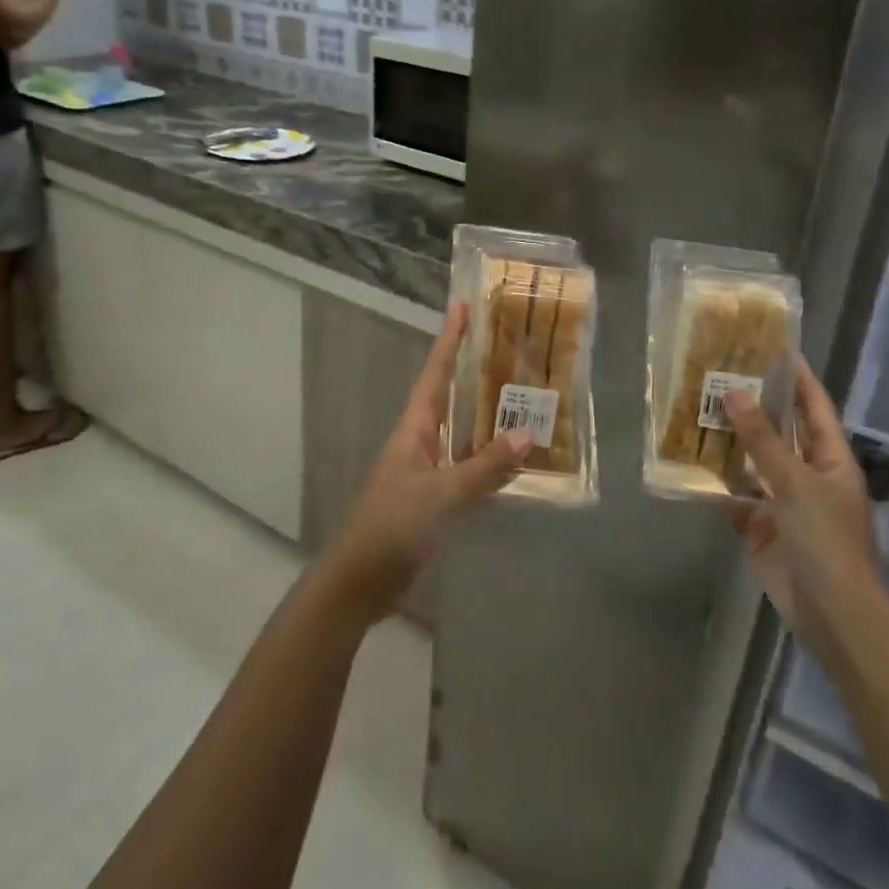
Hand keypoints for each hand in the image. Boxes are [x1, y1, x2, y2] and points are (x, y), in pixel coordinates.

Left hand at [321, 303, 531, 624]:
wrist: (360, 582)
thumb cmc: (393, 526)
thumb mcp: (442, 494)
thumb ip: (485, 467)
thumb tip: (529, 433)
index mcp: (414, 429)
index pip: (435, 374)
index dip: (449, 341)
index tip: (463, 307)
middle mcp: (420, 442)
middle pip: (450, 397)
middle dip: (474, 373)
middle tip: (509, 350)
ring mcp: (426, 471)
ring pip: (462, 433)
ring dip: (487, 418)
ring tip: (524, 399)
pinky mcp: (433, 500)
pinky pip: (467, 468)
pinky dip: (490, 460)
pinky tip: (514, 461)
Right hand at [723, 358, 882, 654]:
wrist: (833, 614)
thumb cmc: (827, 541)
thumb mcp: (797, 484)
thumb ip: (763, 440)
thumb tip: (734, 394)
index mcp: (831, 459)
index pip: (814, 407)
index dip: (797, 377)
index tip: (773, 348)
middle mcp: (808, 474)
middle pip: (780, 431)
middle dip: (754, 406)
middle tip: (719, 375)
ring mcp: (784, 502)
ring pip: (753, 462)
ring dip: (730, 442)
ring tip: (697, 410)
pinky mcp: (761, 527)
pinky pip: (735, 496)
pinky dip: (716, 484)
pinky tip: (689, 464)